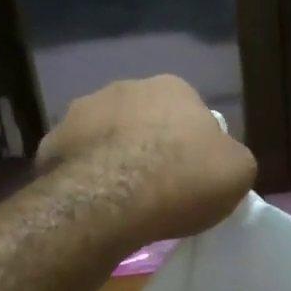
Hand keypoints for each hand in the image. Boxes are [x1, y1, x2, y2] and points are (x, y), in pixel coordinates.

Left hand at [36, 76, 255, 247]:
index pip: (190, 112)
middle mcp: (125, 87)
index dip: (192, 145)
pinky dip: (84, 175)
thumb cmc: (184, 181)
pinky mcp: (52, 141)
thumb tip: (221, 158)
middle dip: (150, 145)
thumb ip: (232, 158)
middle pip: (144, 119)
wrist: (113, 199)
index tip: (192, 176)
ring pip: (105, 135)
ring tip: (122, 197)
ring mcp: (82, 111)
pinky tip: (93, 203)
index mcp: (174, 88)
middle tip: (158, 186)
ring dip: (114, 156)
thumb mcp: (238, 173)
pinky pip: (75, 159)